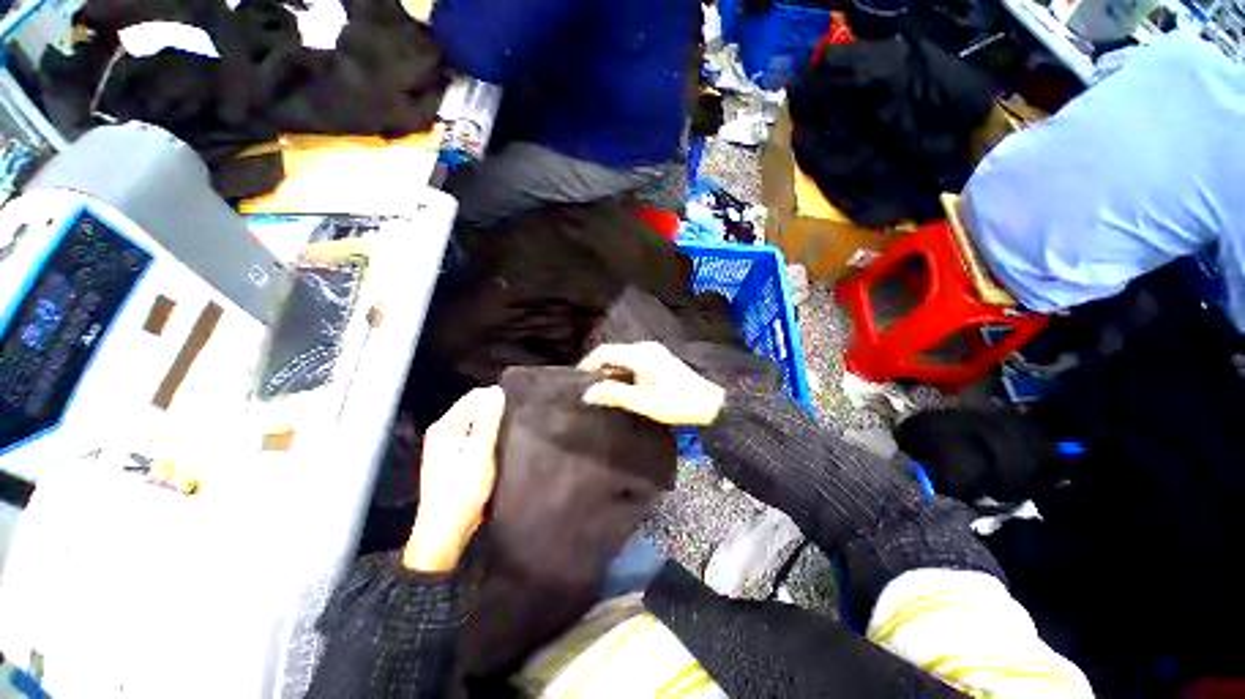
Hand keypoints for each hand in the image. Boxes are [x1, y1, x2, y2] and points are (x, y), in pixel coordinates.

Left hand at [404, 386, 505, 572]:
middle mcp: (445, 431)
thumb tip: (497, 392)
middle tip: (517, 423)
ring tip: (513, 434)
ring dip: (495, 425)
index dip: (497, 399)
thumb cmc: (462, 493)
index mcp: (445, 427)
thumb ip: (488, 421)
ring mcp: (449, 445)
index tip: (517, 410)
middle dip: (496, 411)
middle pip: (476, 408)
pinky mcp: (457, 457)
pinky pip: (477, 435)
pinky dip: (490, 437)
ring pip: (478, 422)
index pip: (475, 396)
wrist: (446, 533)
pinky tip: (502, 446)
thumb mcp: (479, 454)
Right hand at [579, 342, 725, 426]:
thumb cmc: (677, 403)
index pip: (606, 352)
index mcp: (641, 354)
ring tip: (597, 388)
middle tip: (585, 386)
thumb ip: (616, 395)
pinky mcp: (657, 360)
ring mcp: (653, 353)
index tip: (576, 379)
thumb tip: (588, 393)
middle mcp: (645, 348)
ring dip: (609, 371)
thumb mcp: (644, 402)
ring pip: (622, 357)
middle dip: (597, 368)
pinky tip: (617, 385)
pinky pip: (631, 361)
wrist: (708, 403)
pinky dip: (620, 371)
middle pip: (613, 352)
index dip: (588, 363)